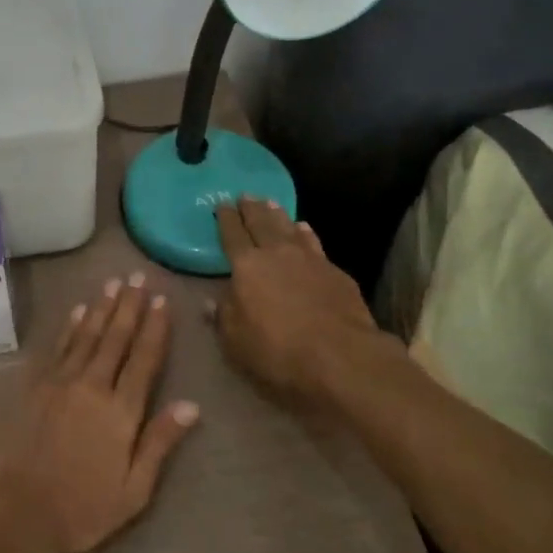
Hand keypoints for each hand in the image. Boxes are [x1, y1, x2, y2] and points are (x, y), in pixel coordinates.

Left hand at [0, 273, 199, 552]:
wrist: (19, 510)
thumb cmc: (83, 509)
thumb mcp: (134, 490)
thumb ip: (160, 443)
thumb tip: (191, 405)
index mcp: (121, 411)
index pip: (144, 359)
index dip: (155, 328)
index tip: (162, 300)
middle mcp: (92, 386)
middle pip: (115, 338)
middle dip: (129, 305)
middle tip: (137, 276)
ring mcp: (61, 382)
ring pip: (87, 335)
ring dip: (101, 307)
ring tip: (112, 283)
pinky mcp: (35, 385)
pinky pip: (57, 347)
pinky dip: (69, 326)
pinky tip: (77, 310)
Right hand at [210, 197, 402, 401]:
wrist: (342, 357)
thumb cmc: (278, 351)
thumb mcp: (235, 342)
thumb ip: (223, 317)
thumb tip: (210, 302)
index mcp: (247, 266)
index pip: (232, 235)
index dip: (226, 219)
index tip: (222, 204)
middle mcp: (277, 254)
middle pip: (262, 223)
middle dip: (252, 208)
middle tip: (246, 196)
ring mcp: (310, 260)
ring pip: (290, 228)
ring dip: (279, 215)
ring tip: (272, 204)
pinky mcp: (336, 272)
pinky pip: (314, 243)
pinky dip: (306, 233)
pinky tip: (305, 229)